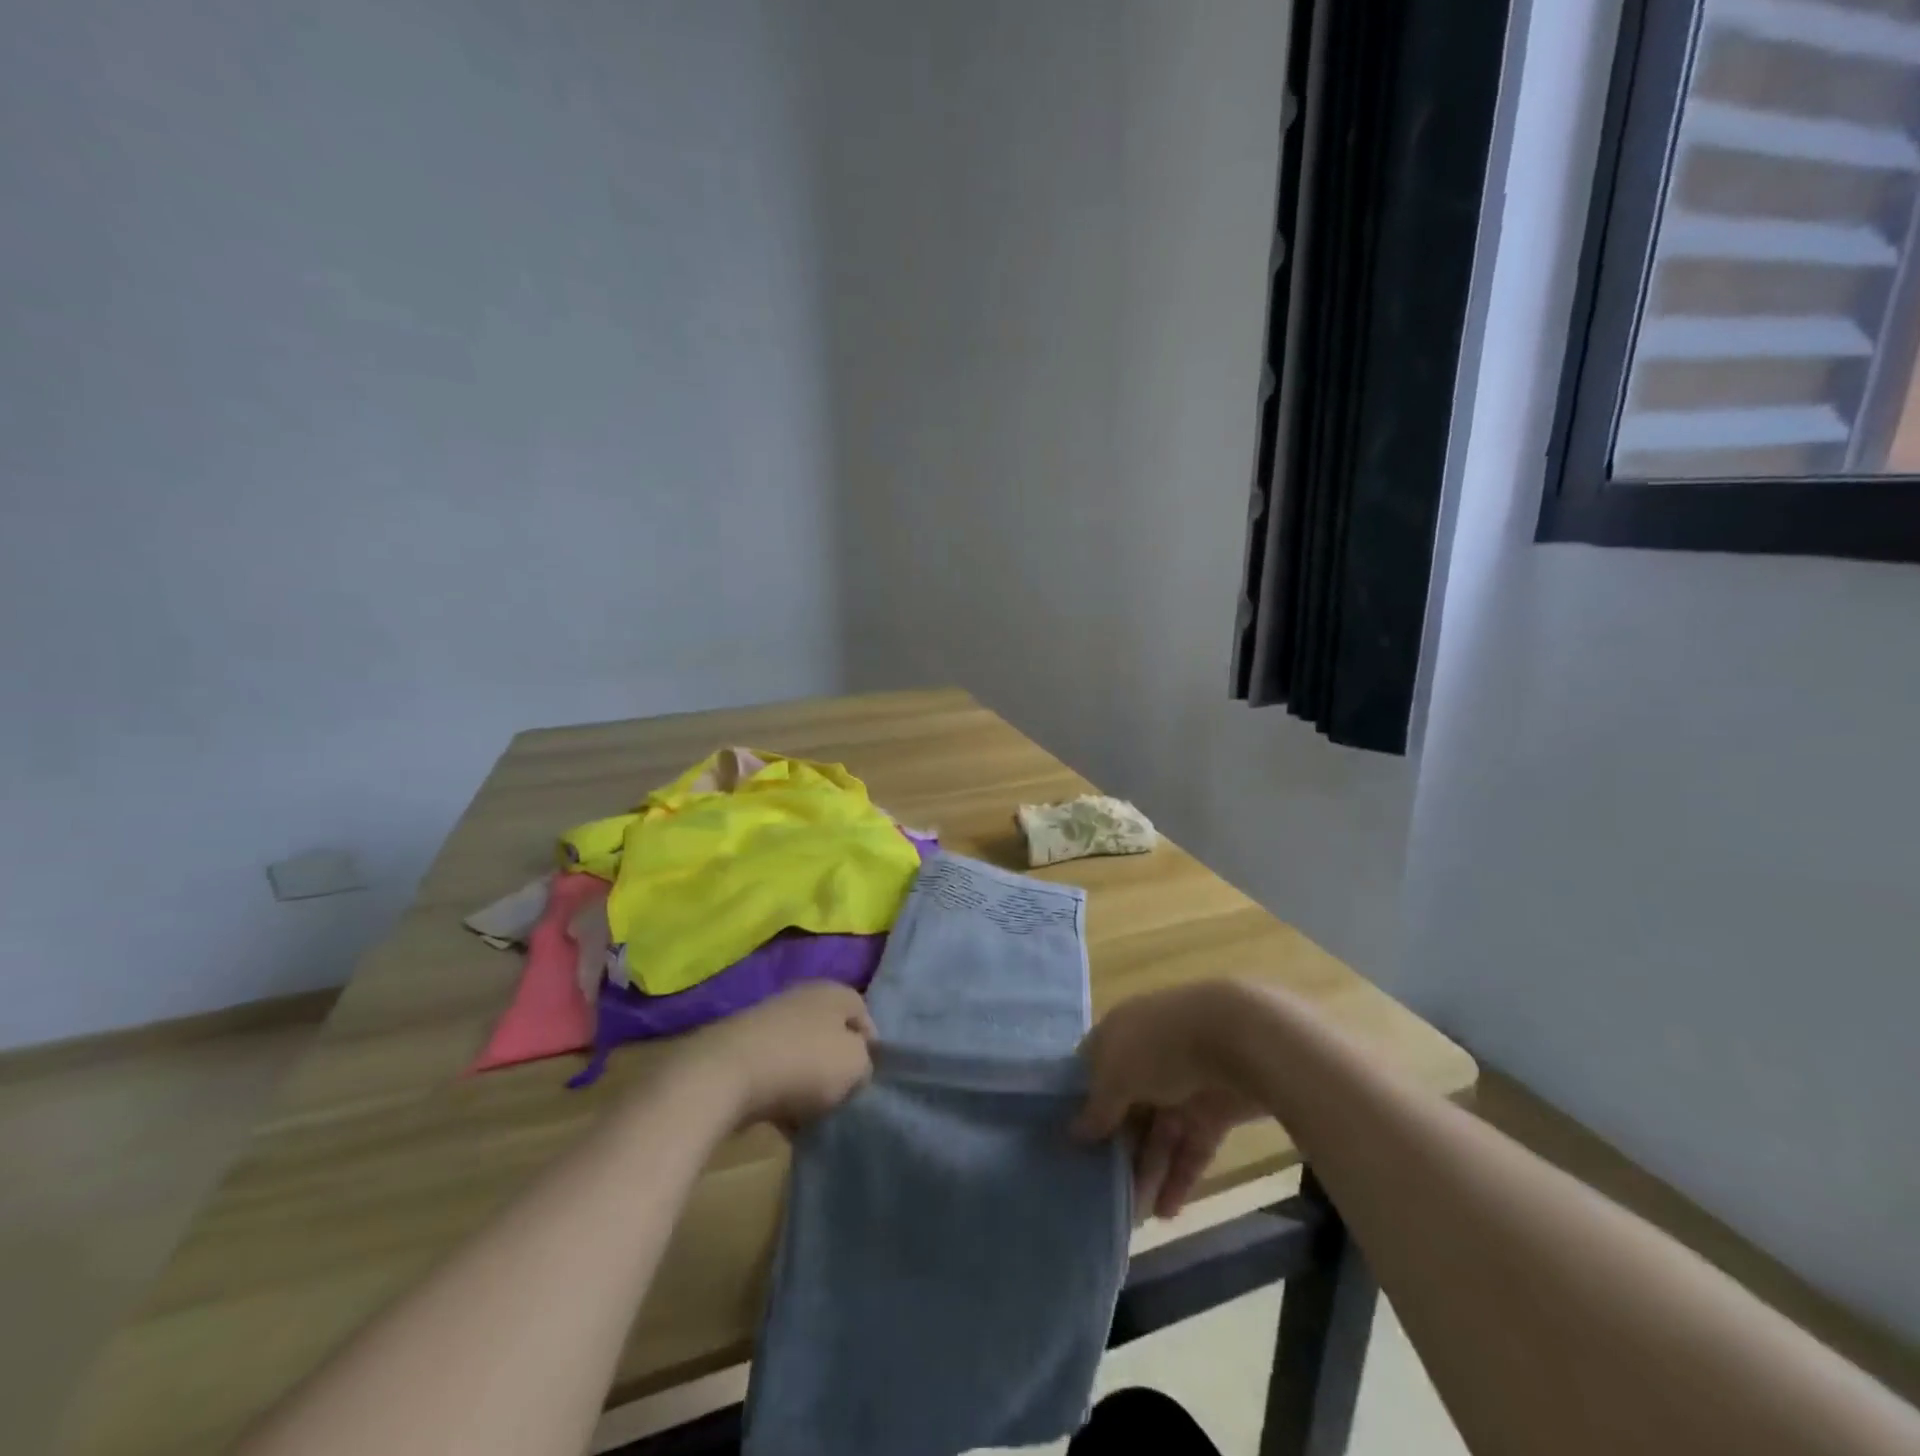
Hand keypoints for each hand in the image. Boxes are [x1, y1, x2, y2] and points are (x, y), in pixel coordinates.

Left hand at [689, 981, 875, 1130]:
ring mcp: (770, 1021)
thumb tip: (854, 1069)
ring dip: (809, 1084)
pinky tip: (782, 1121)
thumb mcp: (855, 1065)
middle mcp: (804, 997)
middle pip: (831, 1035)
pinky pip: (775, 1071)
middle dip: (837, 1067)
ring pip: (802, 1054)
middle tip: (842, 1098)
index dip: (871, 1049)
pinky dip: (781, 1093)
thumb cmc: (804, 1062)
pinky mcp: (744, 1047)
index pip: (864, 1015)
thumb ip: (865, 1064)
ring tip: (812, 1116)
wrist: (726, 1074)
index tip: (867, 1082)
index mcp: (834, 992)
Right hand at [1074, 982, 1264, 1218]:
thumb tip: (1074, 1132)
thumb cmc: (1160, 1047)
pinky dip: (1180, 1175)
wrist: (1239, 1038)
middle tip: (1104, 1191)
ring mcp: (1183, 1083)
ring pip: (1160, 1131)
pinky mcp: (1215, 1110)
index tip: (1070, 1143)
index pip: (1093, 1069)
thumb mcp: (1115, 1075)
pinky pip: (1191, 1146)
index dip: (1081, 1103)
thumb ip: (1097, 1108)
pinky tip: (1167, 1211)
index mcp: (1119, 1035)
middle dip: (1117, 1147)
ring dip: (1148, 1170)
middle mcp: (1148, 1057)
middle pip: (1127, 1106)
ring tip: (1136, 1215)